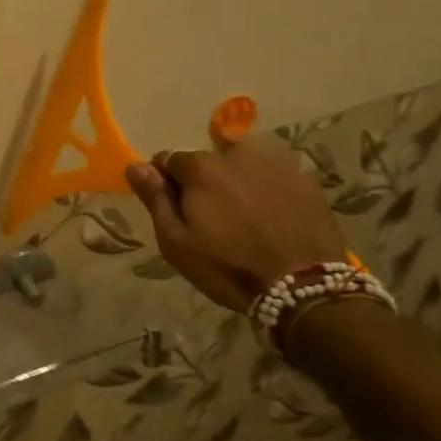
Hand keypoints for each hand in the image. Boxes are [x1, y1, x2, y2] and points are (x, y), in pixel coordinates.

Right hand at [124, 135, 347, 313]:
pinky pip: (274, 175)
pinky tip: (273, 216)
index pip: (168, 160)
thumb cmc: (229, 267)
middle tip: (212, 218)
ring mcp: (275, 163)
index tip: (176, 210)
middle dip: (203, 181)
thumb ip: (155, 199)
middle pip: (207, 159)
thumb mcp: (177, 242)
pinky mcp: (305, 179)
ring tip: (244, 214)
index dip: (166, 183)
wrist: (304, 287)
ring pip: (243, 163)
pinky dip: (267, 188)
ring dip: (236, 179)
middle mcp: (236, 153)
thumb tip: (135, 166)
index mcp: (200, 167)